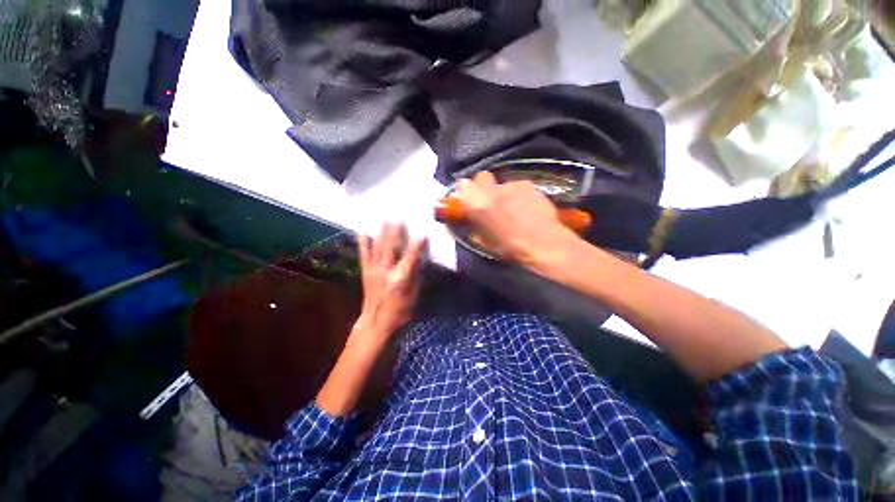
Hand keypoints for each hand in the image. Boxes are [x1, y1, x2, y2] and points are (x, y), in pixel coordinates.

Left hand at [352, 223, 426, 348]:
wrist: (376, 324)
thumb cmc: (400, 313)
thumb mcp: (414, 296)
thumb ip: (417, 276)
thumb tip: (420, 259)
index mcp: (400, 279)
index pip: (410, 257)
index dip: (417, 245)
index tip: (423, 234)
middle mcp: (385, 271)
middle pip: (391, 248)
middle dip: (395, 232)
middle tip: (398, 218)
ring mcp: (373, 271)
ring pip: (377, 247)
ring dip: (381, 232)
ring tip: (384, 219)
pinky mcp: (366, 272)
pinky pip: (364, 254)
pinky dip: (363, 243)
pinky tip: (362, 232)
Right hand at [455, 171, 577, 265]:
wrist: (543, 244)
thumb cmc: (509, 248)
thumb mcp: (483, 241)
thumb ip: (474, 223)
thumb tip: (472, 216)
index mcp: (477, 203)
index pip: (462, 184)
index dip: (466, 191)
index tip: (469, 199)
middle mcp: (493, 189)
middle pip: (482, 177)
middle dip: (483, 186)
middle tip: (489, 201)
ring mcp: (512, 185)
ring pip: (502, 184)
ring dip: (504, 194)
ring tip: (513, 210)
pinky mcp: (530, 185)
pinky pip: (519, 187)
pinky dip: (519, 196)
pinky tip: (527, 209)